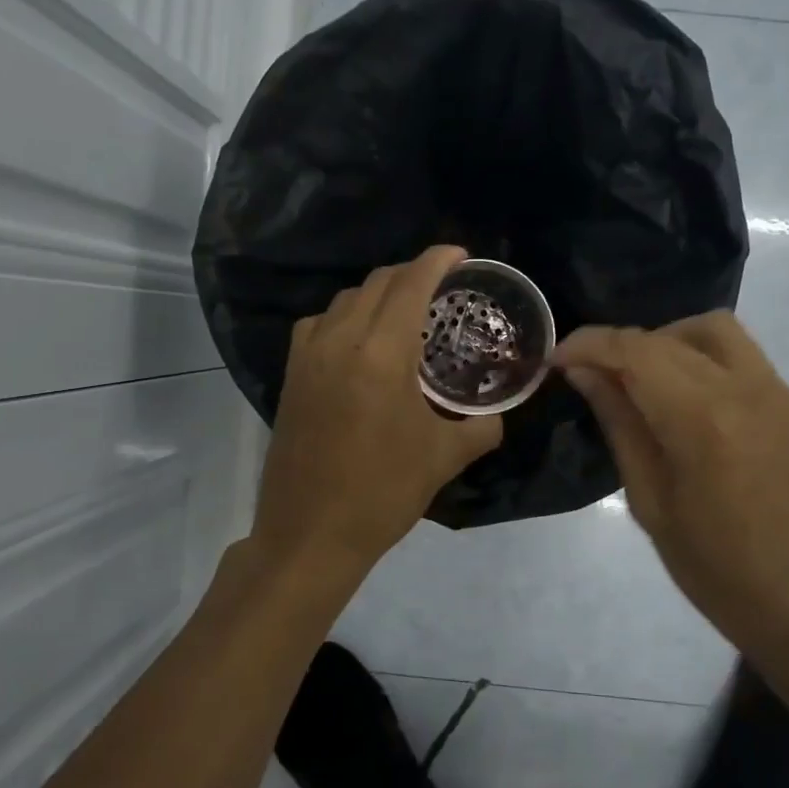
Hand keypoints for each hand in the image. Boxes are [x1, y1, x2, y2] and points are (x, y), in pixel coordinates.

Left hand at [252, 246, 502, 578]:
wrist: (311, 533)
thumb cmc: (383, 492)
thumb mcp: (446, 457)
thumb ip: (482, 426)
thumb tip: (497, 413)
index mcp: (381, 354)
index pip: (411, 283)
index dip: (437, 260)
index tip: (461, 254)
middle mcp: (340, 341)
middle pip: (377, 282)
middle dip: (412, 274)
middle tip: (442, 287)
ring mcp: (308, 356)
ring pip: (345, 299)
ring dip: (378, 293)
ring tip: (405, 311)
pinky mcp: (291, 375)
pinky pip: (319, 324)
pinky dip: (345, 316)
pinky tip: (360, 342)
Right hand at [552, 313, 788, 665]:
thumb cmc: (715, 571)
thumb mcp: (650, 503)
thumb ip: (620, 425)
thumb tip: (587, 374)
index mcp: (703, 420)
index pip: (636, 351)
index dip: (590, 345)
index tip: (559, 359)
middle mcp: (749, 391)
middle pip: (674, 335)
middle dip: (624, 345)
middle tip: (596, 376)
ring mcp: (785, 397)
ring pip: (719, 333)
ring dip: (671, 342)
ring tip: (647, 382)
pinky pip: (748, 364)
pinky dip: (707, 367)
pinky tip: (695, 411)